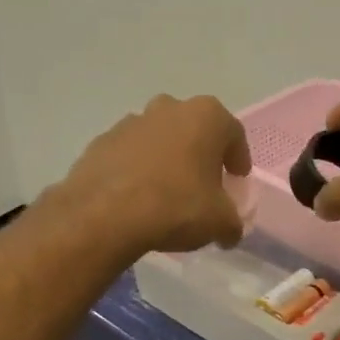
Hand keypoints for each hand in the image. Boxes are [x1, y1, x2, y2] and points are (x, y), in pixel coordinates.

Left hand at [51, 94, 251, 256]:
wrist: (104, 215)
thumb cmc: (176, 206)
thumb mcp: (220, 222)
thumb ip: (232, 223)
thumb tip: (229, 231)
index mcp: (205, 116)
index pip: (233, 134)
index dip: (238, 159)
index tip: (236, 180)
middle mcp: (168, 108)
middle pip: (193, 129)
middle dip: (200, 154)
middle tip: (203, 184)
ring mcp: (131, 122)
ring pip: (159, 139)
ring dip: (167, 160)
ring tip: (167, 194)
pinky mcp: (101, 142)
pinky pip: (130, 155)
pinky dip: (138, 170)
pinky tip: (137, 199)